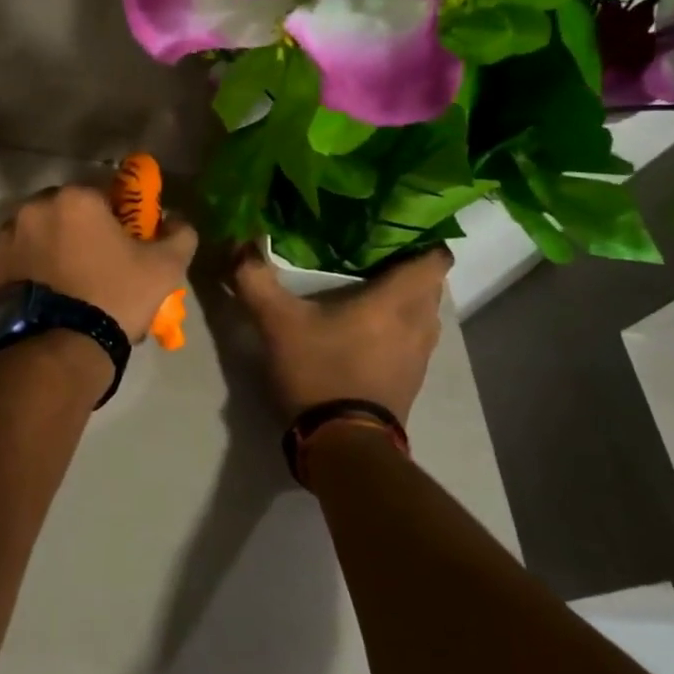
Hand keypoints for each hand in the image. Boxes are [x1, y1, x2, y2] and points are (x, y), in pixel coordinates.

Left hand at [0, 185, 196, 343]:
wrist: (56, 351)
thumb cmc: (113, 299)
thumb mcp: (164, 269)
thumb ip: (179, 235)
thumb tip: (177, 220)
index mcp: (74, 199)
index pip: (102, 195)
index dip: (116, 218)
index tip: (123, 244)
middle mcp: (32, 209)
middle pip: (64, 212)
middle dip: (78, 231)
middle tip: (94, 266)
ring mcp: (3, 239)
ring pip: (35, 235)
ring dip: (49, 249)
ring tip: (64, 286)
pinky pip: (13, 262)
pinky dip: (25, 272)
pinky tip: (41, 298)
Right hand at [232, 247, 450, 425]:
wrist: (343, 445)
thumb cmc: (318, 371)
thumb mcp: (276, 323)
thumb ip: (256, 280)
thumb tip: (238, 242)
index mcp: (395, 302)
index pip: (435, 259)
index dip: (423, 240)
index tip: (396, 228)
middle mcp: (418, 324)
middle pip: (431, 285)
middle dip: (409, 268)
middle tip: (373, 254)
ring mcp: (420, 357)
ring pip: (425, 315)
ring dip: (407, 301)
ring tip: (372, 290)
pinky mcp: (411, 381)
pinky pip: (415, 340)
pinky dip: (401, 328)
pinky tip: (370, 329)